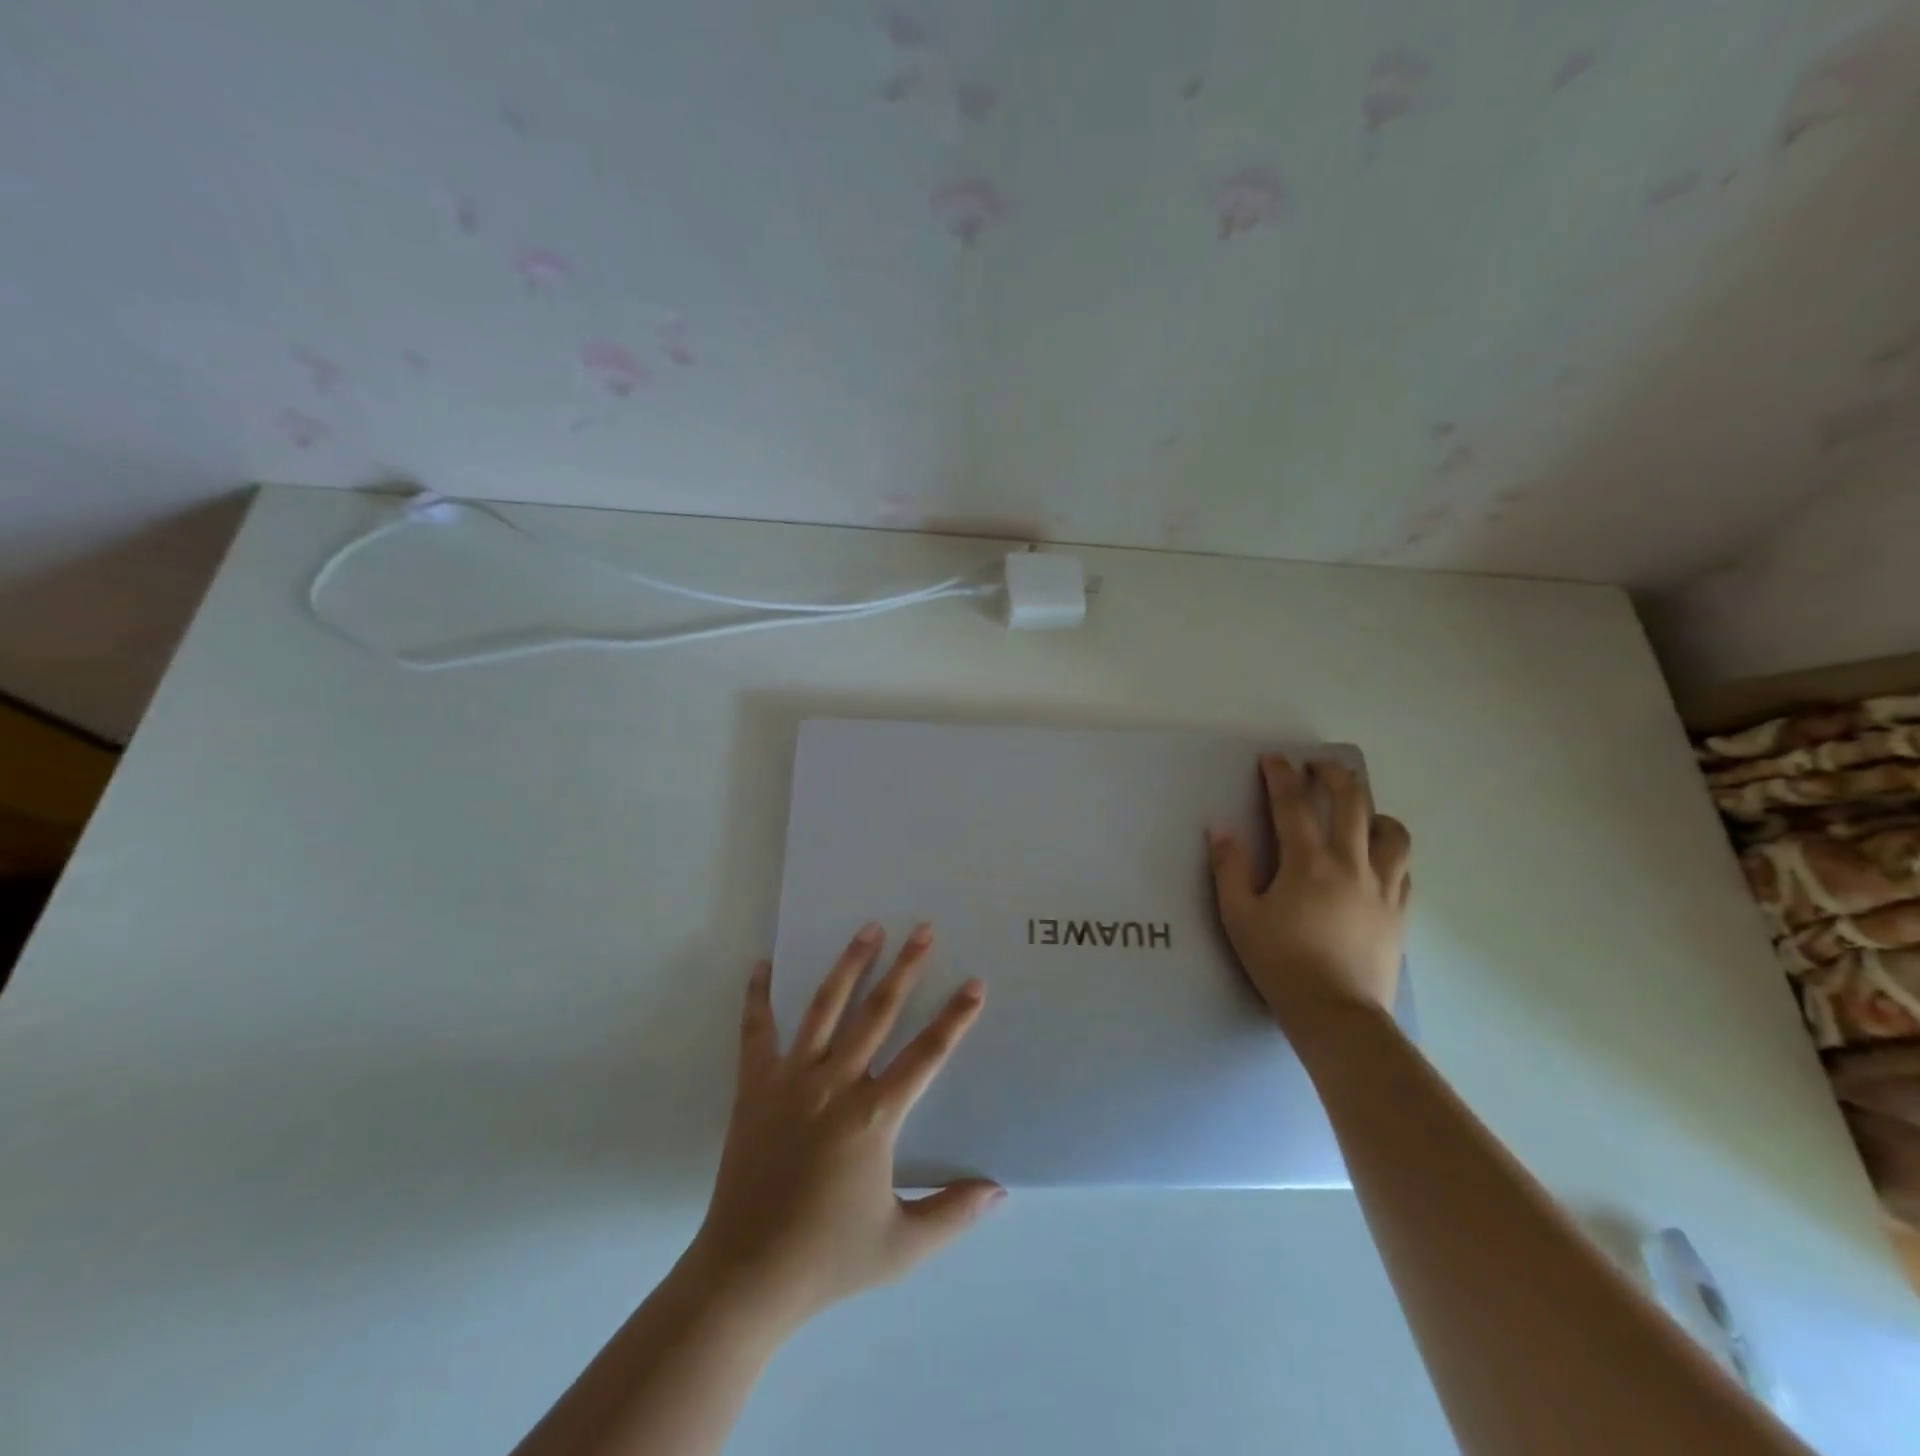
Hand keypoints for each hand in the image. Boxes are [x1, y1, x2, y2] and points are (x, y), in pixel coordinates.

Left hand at [685, 924, 1003, 1330]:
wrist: (745, 1277)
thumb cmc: (828, 1259)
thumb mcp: (902, 1246)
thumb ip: (954, 1213)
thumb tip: (1000, 1190)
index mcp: (874, 1117)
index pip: (926, 1055)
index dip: (955, 1018)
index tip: (975, 984)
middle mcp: (835, 1085)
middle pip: (878, 1013)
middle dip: (905, 968)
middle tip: (923, 929)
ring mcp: (791, 1080)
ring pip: (825, 1008)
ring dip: (850, 965)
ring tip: (868, 928)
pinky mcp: (755, 1087)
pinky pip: (756, 1032)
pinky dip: (758, 997)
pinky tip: (761, 965)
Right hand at [1207, 756, 1411, 1027]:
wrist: (1336, 1013)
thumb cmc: (1281, 962)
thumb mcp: (1239, 916)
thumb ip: (1229, 869)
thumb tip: (1222, 830)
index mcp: (1308, 862)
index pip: (1293, 803)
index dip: (1281, 775)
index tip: (1273, 759)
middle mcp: (1351, 863)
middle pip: (1352, 802)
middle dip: (1334, 775)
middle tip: (1318, 768)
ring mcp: (1383, 886)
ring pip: (1392, 831)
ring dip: (1373, 810)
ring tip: (1359, 812)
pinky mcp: (1399, 911)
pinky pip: (1403, 867)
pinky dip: (1389, 850)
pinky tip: (1376, 857)